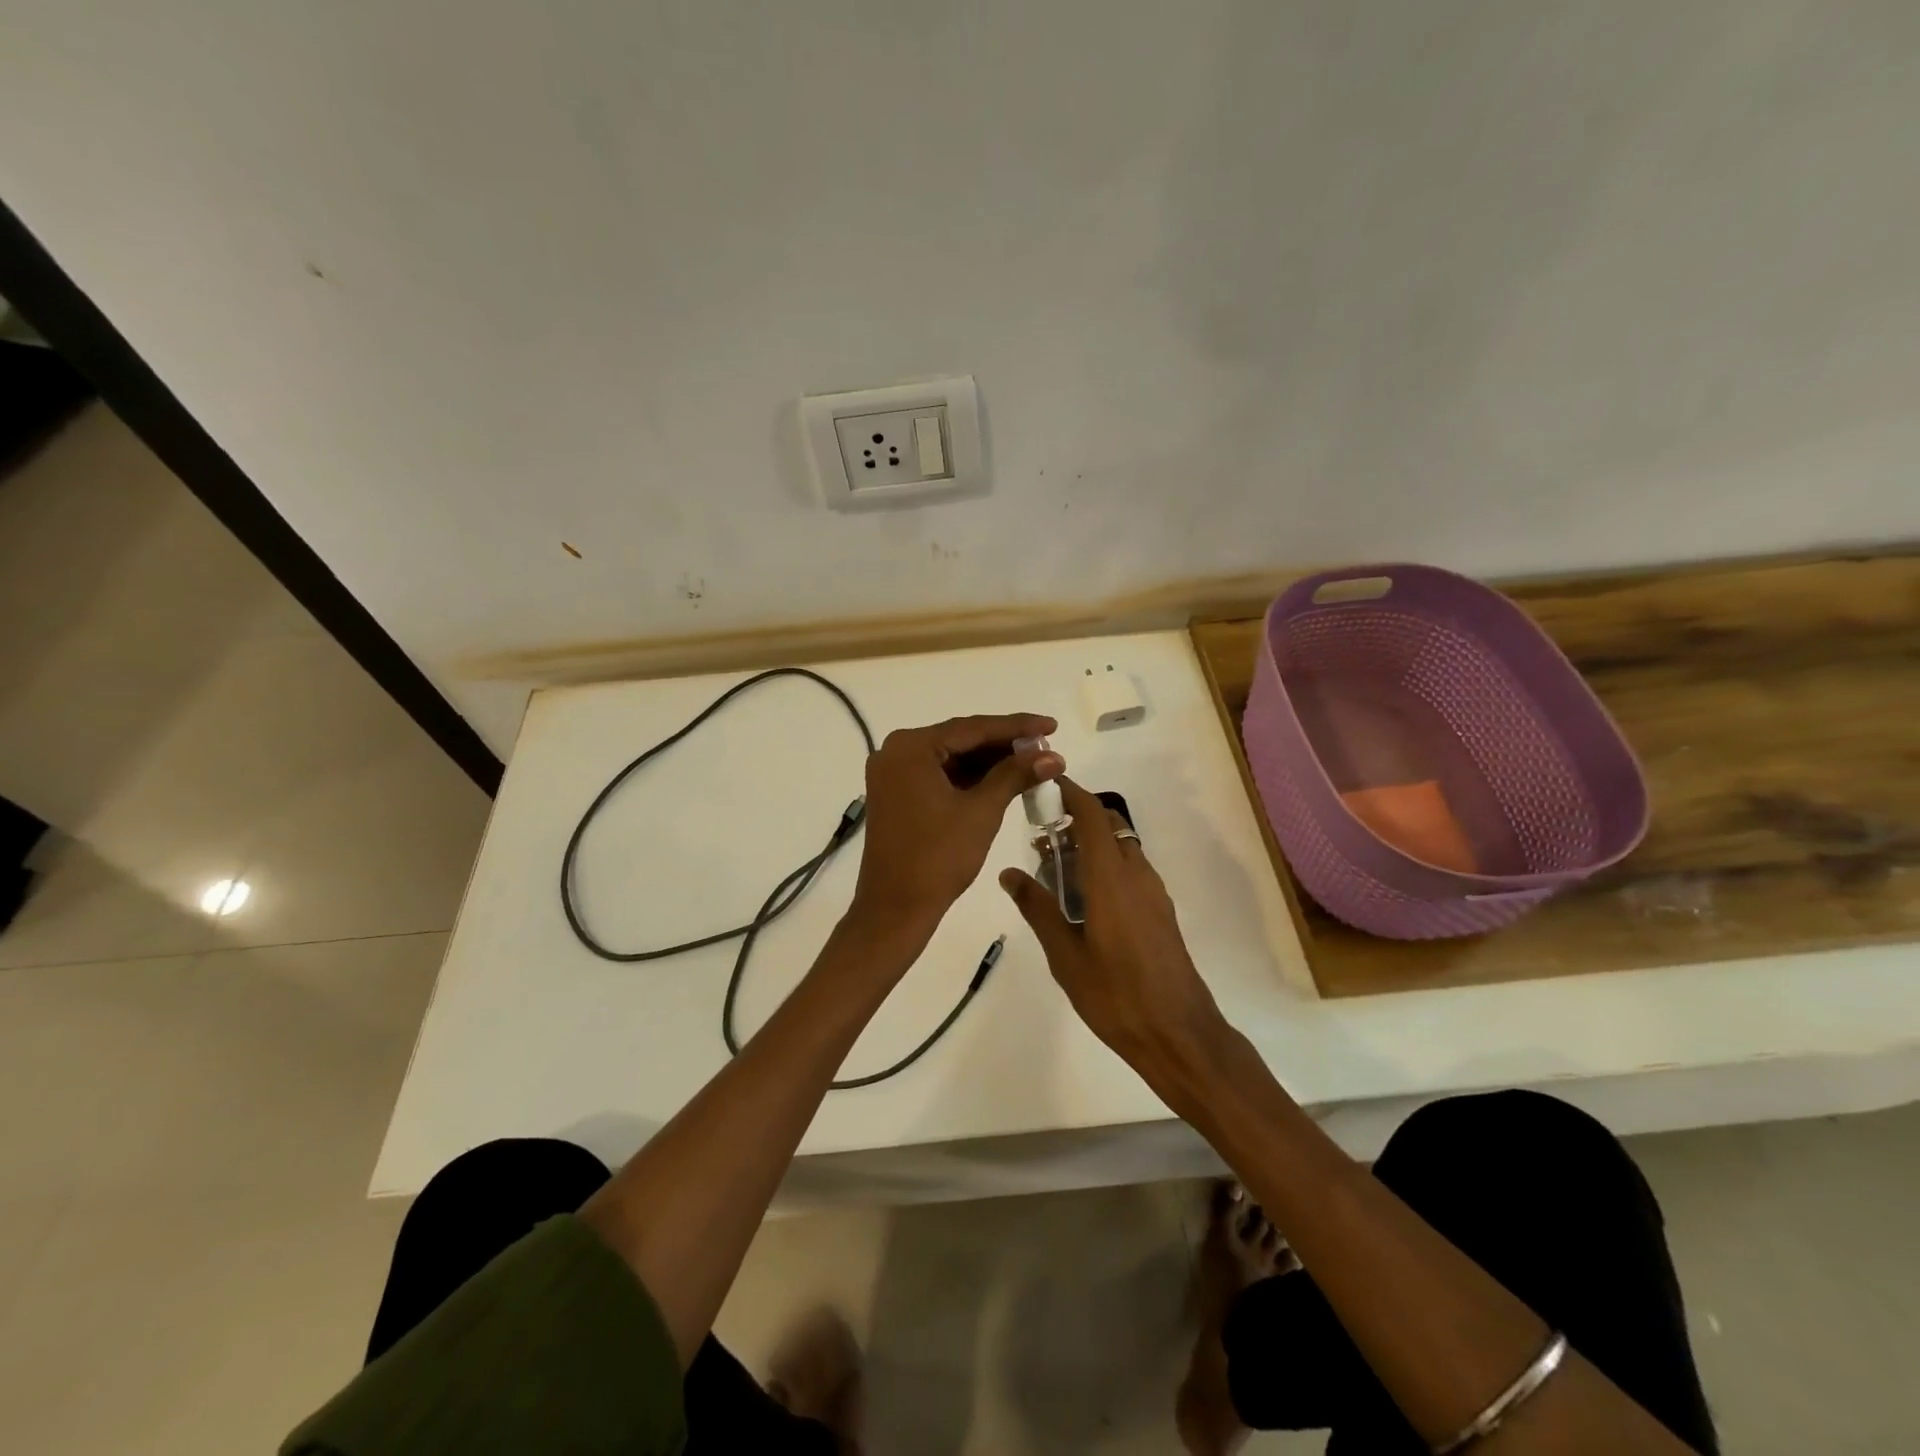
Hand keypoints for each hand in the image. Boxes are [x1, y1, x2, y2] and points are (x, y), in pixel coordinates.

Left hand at [850, 713, 1062, 940]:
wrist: (895, 909)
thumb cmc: (938, 857)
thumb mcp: (982, 811)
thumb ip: (1015, 775)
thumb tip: (1053, 755)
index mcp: (910, 747)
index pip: (972, 728)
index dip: (1017, 726)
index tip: (1052, 724)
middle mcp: (896, 751)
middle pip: (960, 740)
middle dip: (1004, 745)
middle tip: (1046, 746)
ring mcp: (893, 774)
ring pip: (951, 759)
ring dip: (989, 762)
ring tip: (1033, 763)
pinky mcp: (897, 795)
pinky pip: (939, 776)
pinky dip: (970, 779)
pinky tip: (1003, 780)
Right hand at [1000, 777, 1234, 1096]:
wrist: (1178, 1034)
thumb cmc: (1115, 995)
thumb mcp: (1064, 955)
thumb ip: (1037, 908)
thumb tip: (1008, 872)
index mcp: (1111, 878)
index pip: (1092, 816)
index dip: (1071, 793)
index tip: (1045, 785)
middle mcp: (1136, 875)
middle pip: (1109, 826)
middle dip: (1076, 820)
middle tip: (1041, 836)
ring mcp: (1154, 893)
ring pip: (1121, 848)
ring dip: (1092, 845)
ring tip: (1056, 870)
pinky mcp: (1161, 911)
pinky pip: (1131, 871)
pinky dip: (1106, 866)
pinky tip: (1084, 900)